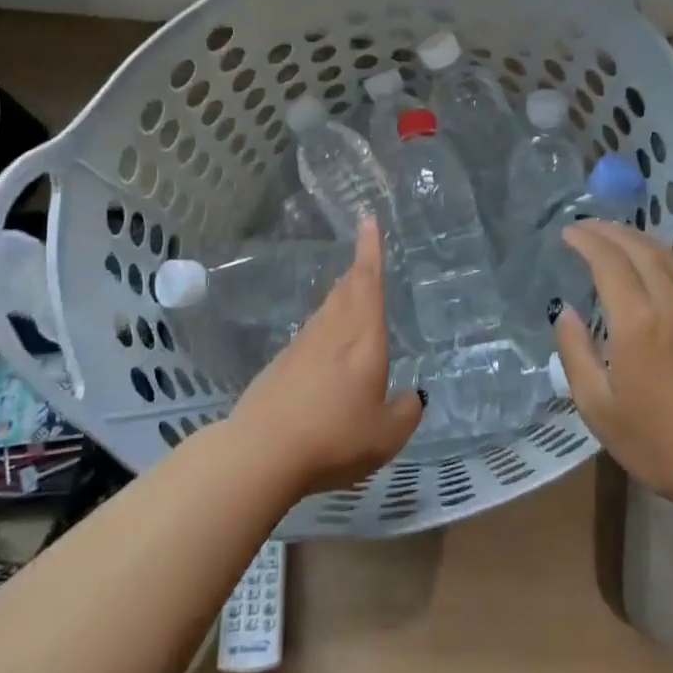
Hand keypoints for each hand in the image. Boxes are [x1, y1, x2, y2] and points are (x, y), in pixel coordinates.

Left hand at [227, 218, 422, 496]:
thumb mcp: (386, 434)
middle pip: (346, 291)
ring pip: (327, 310)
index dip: (371, 250)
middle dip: (358, 270)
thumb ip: (405, 412)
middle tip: (366, 257)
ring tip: (352, 295)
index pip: (368, 282)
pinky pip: (311, 335)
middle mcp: (332, 332)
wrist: (261, 452)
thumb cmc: (334, 436)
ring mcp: (301, 346)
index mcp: (362, 337)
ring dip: (342, 297)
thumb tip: (411, 397)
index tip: (368, 220)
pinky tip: (327, 349)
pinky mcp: (280, 366)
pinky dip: (325, 329)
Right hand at [554, 221, 672, 505]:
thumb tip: (566, 314)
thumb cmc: (656, 441)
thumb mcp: (598, 406)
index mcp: (638, 322)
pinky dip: (656, 256)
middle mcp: (670, 305)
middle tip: (585, 226)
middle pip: (640, 248)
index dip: (586, 241)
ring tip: (612, 235)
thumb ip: (576, 353)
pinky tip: (646, 266)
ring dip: (636, 238)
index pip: (609, 262)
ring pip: (666, 256)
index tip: (567, 233)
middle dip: (610, 231)